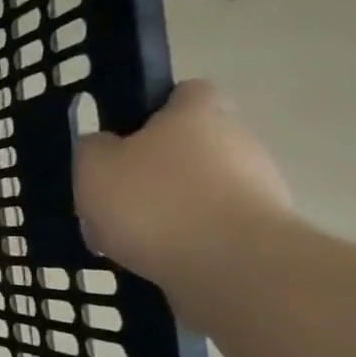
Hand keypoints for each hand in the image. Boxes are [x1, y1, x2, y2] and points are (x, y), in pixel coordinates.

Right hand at [75, 80, 293, 288]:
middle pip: (191, 144)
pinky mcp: (262, 229)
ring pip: (199, 187)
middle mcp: (237, 139)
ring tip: (127, 236)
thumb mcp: (93, 166)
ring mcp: (258, 185)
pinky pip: (210, 224)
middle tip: (115, 194)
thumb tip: (105, 145)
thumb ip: (94, 148)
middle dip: (156, 166)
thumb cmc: (152, 200)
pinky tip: (153, 256)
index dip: (154, 109)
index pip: (185, 92)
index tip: (124, 135)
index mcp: (197, 113)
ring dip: (168, 205)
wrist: (229, 265)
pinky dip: (184, 237)